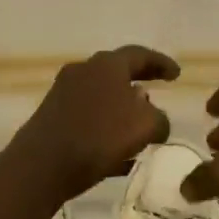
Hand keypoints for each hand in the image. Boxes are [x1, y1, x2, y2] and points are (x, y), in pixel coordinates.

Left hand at [11, 45, 178, 198]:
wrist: (41, 164)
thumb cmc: (99, 137)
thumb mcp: (145, 127)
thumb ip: (159, 119)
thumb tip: (156, 119)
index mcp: (107, 64)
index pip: (140, 54)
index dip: (161, 63)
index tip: (177, 75)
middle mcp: (84, 70)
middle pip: (117, 72)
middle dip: (139, 82)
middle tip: (157, 91)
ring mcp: (63, 92)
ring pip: (101, 94)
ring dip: (121, 106)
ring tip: (138, 125)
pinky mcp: (51, 116)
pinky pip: (87, 116)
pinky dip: (105, 126)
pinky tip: (116, 151)